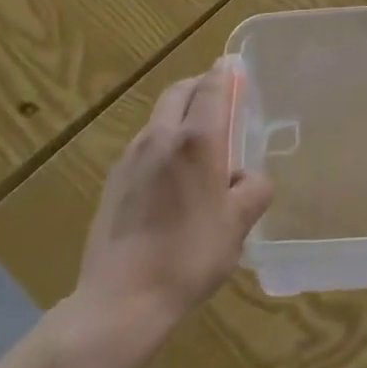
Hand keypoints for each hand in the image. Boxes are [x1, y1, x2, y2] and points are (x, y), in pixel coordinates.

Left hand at [73, 58, 272, 324]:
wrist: (121, 301)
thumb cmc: (190, 256)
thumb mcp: (238, 224)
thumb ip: (254, 189)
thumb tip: (249, 178)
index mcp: (196, 140)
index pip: (211, 87)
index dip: (225, 73)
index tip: (235, 67)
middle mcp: (160, 137)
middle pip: (179, 93)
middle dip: (200, 86)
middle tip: (220, 98)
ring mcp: (131, 158)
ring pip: (158, 118)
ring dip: (179, 115)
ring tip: (199, 142)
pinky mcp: (113, 182)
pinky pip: (144, 146)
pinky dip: (162, 143)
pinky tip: (171, 177)